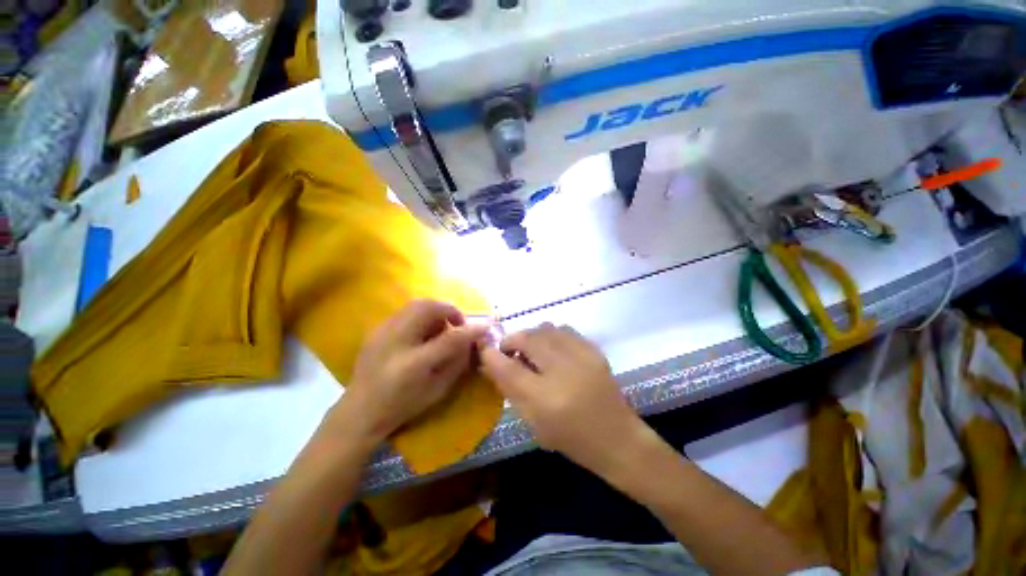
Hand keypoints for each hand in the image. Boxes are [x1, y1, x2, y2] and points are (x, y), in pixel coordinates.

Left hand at [325, 300, 487, 446]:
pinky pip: (406, 310)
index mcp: (412, 364)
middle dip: (449, 310)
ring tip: (441, 327)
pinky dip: (422, 314)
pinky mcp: (376, 329)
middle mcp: (395, 341)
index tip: (485, 327)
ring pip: (416, 304)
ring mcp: (382, 331)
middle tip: (457, 324)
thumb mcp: (437, 390)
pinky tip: (423, 331)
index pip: (449, 338)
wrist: (359, 412)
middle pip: (427, 308)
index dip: (470, 330)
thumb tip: (472, 341)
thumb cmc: (402, 406)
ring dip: (436, 310)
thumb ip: (458, 363)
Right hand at [479, 323, 650, 475]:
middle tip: (510, 352)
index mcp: (545, 398)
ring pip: (545, 328)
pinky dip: (550, 336)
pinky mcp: (594, 349)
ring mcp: (582, 355)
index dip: (490, 354)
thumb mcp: (533, 421)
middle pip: (526, 338)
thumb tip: (493, 362)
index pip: (507, 367)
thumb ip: (510, 389)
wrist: (617, 438)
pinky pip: (563, 329)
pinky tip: (552, 350)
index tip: (483, 348)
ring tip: (532, 351)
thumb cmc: (571, 438)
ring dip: (531, 336)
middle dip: (511, 340)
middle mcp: (563, 370)